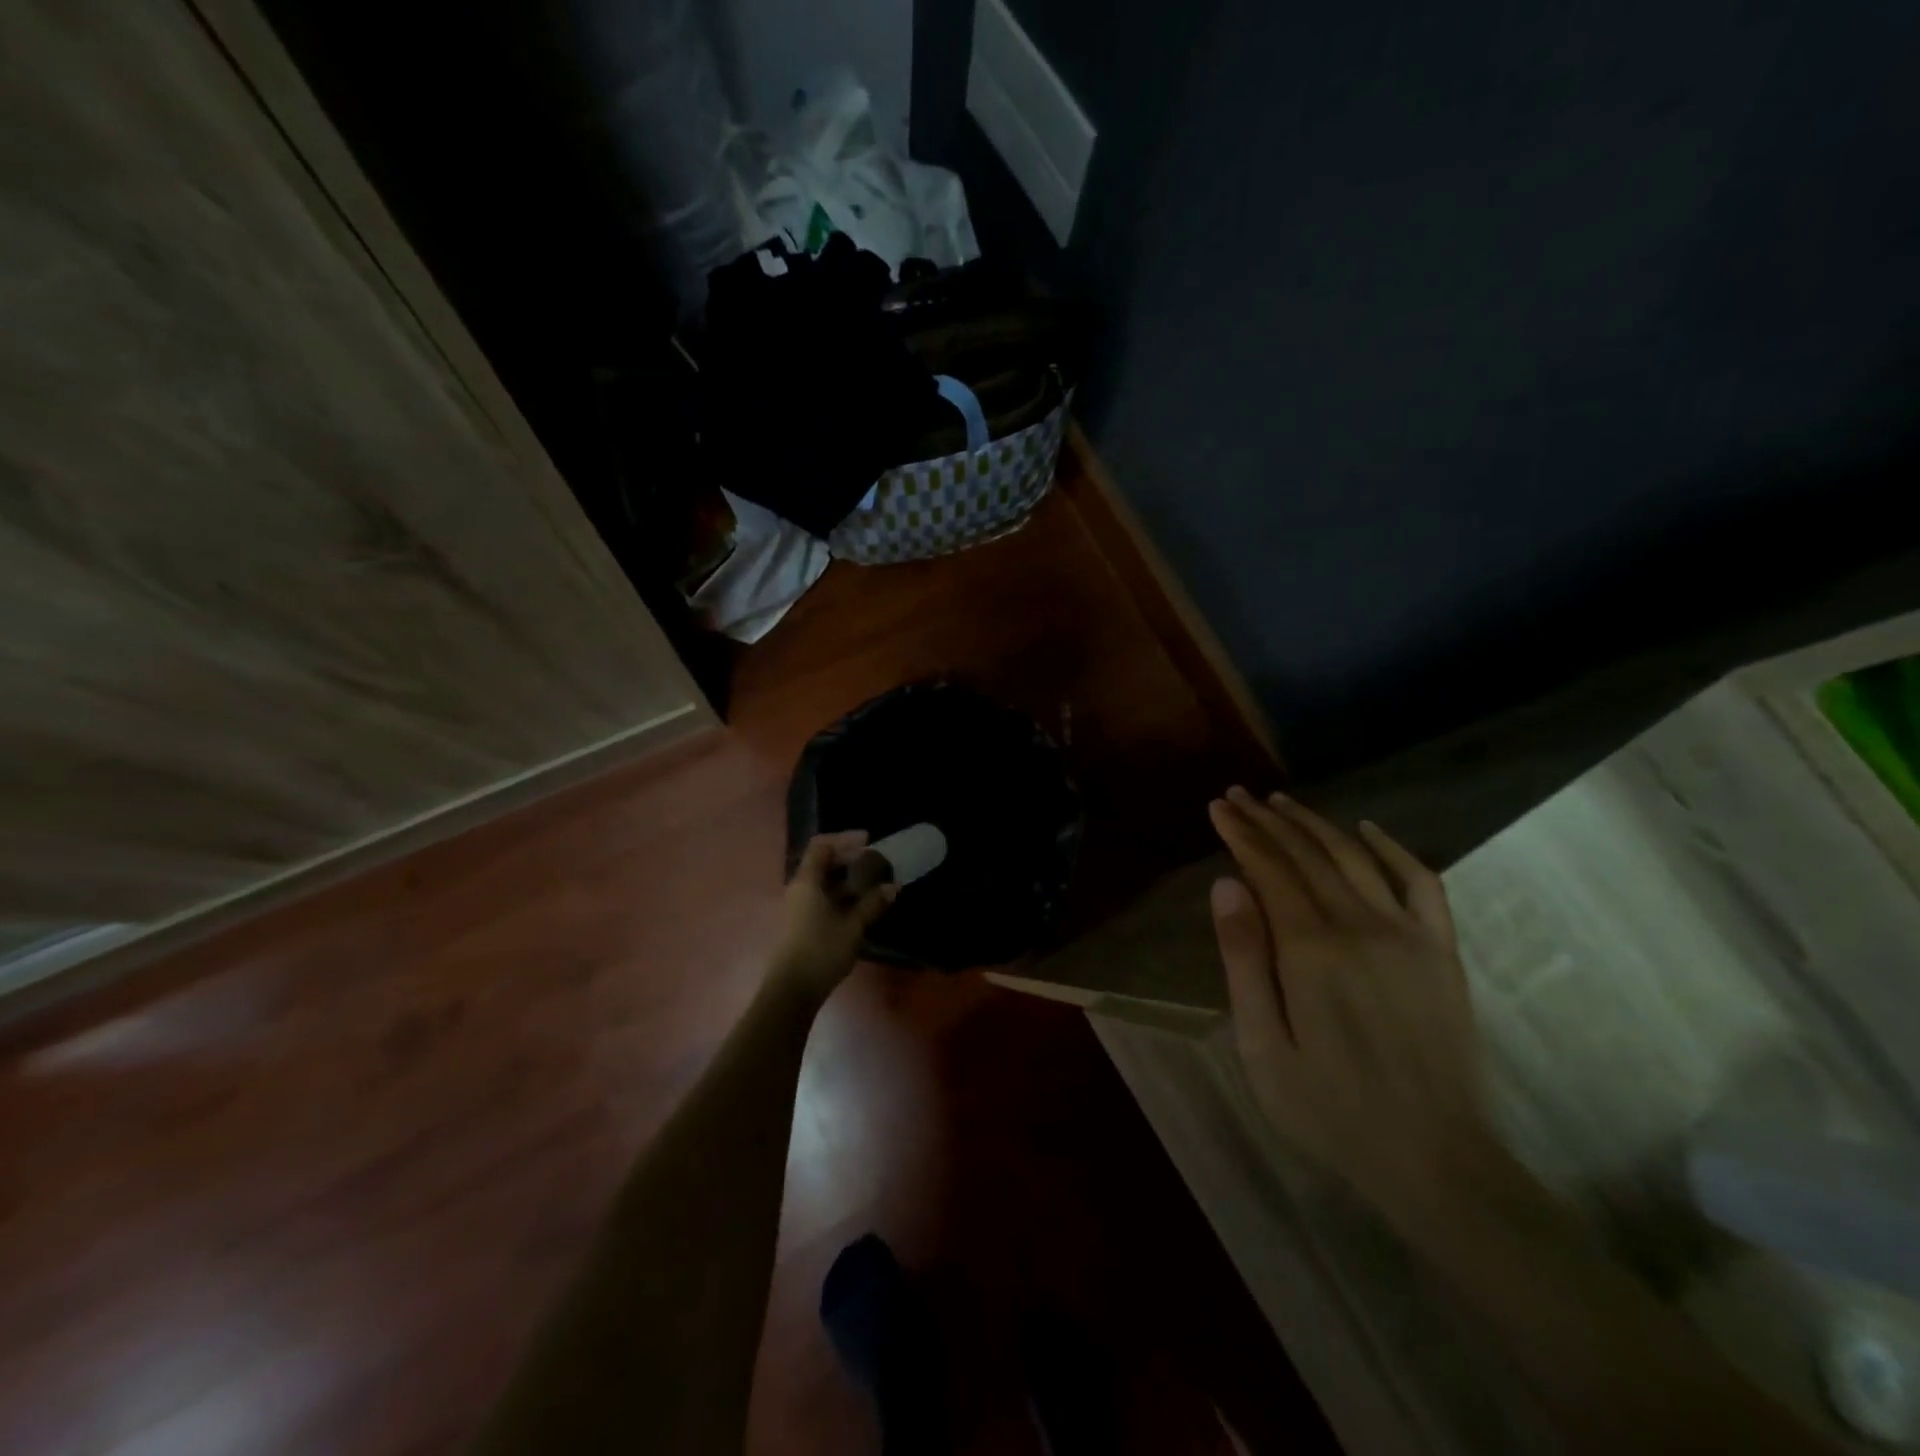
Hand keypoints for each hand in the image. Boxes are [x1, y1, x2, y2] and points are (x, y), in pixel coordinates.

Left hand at [770, 832, 896, 1001]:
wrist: (791, 991)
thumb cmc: (821, 950)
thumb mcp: (853, 925)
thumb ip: (873, 903)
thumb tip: (893, 886)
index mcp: (807, 881)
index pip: (821, 846)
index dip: (844, 839)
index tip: (869, 841)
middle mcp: (798, 889)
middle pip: (821, 862)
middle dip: (849, 859)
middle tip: (875, 864)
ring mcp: (797, 907)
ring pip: (822, 882)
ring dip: (846, 879)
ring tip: (872, 885)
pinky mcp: (800, 924)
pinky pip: (821, 898)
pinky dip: (840, 895)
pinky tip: (859, 906)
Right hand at [1207, 787, 1498, 1219]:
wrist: (1434, 1159)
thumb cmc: (1329, 1108)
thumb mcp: (1263, 1046)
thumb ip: (1244, 960)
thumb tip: (1226, 885)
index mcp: (1311, 949)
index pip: (1268, 870)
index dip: (1241, 834)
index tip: (1218, 807)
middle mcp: (1359, 925)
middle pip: (1307, 854)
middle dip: (1268, 821)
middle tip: (1238, 796)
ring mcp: (1408, 934)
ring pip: (1354, 856)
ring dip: (1315, 824)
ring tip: (1283, 803)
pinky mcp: (1440, 950)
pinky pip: (1420, 881)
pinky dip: (1391, 848)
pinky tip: (1366, 831)